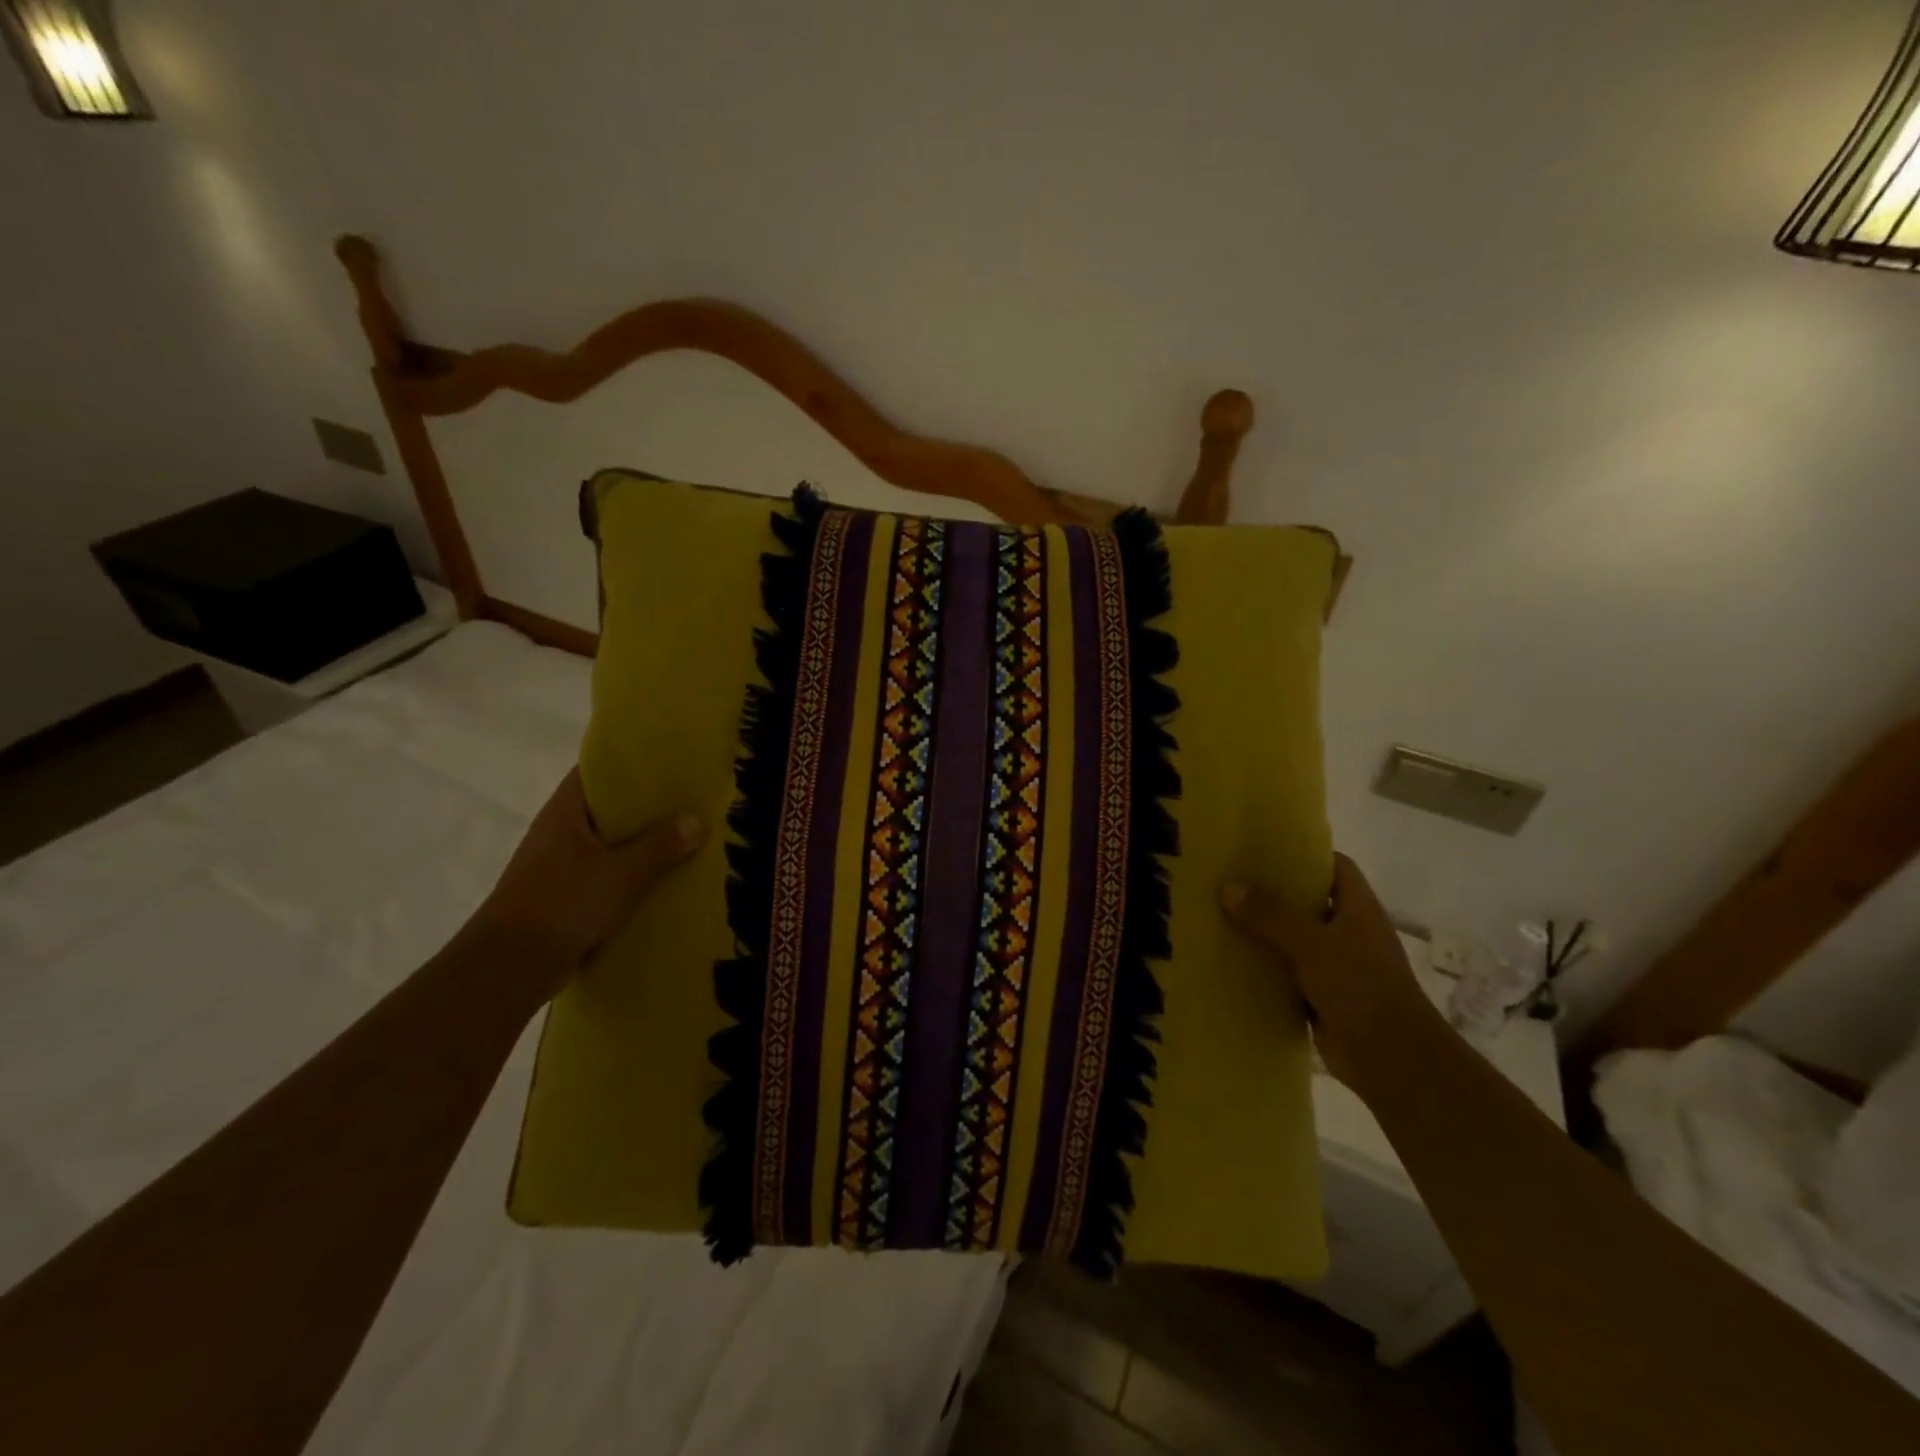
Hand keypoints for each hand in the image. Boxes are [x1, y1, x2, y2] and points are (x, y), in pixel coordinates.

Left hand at [466, 769, 705, 987]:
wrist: (508, 969)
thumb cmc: (560, 905)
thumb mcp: (620, 873)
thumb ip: (660, 846)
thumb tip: (698, 821)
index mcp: (565, 812)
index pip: (598, 772)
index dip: (632, 763)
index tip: (670, 762)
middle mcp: (561, 832)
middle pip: (610, 808)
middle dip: (648, 806)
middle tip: (693, 800)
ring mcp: (562, 865)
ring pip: (612, 844)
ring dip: (644, 843)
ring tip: (690, 838)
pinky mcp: (568, 896)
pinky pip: (610, 875)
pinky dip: (635, 875)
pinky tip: (667, 880)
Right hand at [1220, 854, 1427, 1087]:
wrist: (1391, 1058)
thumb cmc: (1361, 986)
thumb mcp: (1312, 943)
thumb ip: (1270, 915)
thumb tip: (1227, 887)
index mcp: (1358, 908)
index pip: (1335, 866)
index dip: (1305, 854)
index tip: (1265, 848)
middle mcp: (1349, 932)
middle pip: (1308, 901)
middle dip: (1273, 892)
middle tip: (1229, 878)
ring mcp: (1336, 965)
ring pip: (1294, 938)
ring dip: (1264, 931)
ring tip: (1220, 914)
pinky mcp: (1321, 996)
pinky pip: (1286, 973)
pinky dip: (1264, 968)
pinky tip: (1230, 960)